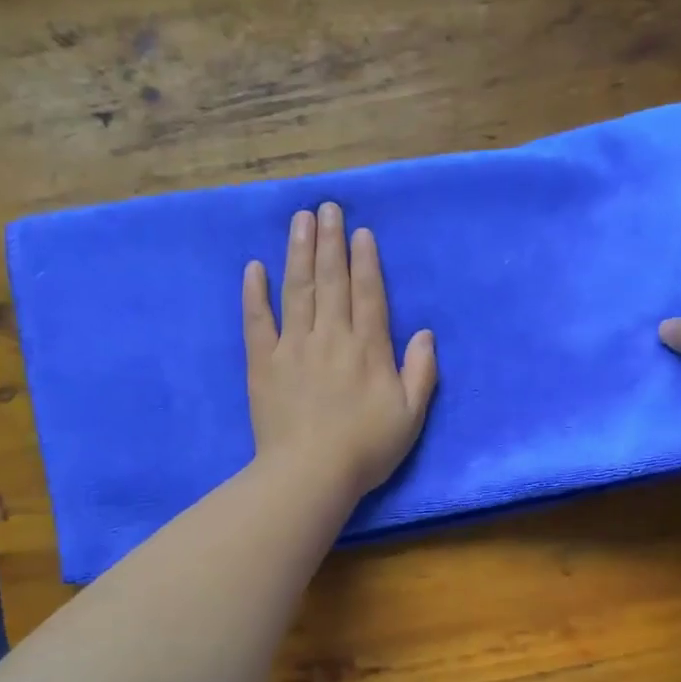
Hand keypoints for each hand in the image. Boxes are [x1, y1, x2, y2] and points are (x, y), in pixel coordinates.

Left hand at [244, 203, 437, 502]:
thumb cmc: (366, 449)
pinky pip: (258, 321)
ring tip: (300, 220)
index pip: (367, 293)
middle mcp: (331, 337)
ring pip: (296, 290)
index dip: (365, 260)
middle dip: (330, 241)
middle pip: (331, 281)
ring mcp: (293, 347)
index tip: (359, 231)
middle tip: (327, 207)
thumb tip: (426, 333)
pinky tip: (254, 267)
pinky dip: (255, 293)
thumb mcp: (410, 415)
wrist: (310, 474)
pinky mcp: (263, 364)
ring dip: (298, 252)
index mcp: (368, 348)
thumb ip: (421, 372)